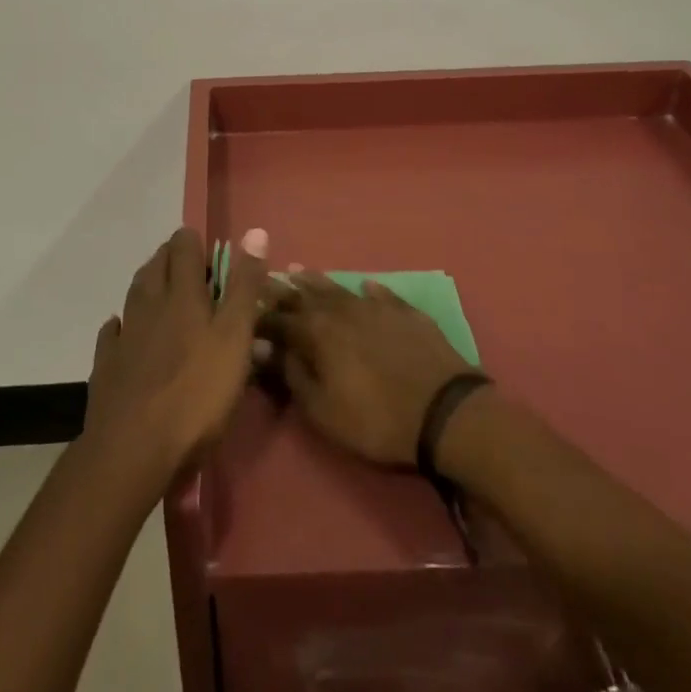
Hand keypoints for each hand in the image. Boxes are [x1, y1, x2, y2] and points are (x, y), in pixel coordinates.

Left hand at [84, 228, 266, 475]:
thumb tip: (255, 232)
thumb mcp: (235, 339)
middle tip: (192, 269)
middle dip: (172, 258)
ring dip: (149, 282)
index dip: (195, 242)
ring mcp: (125, 334)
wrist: (134, 450)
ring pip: (134, 293)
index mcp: (182, 295)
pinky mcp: (107, 365)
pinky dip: (121, 324)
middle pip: (156, 265)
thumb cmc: (197, 394)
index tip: (211, 252)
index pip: (184, 247)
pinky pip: (113, 332)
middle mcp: (149, 304)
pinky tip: (123, 329)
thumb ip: (244, 287)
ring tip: (163, 288)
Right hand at [259, 276, 473, 466]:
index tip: (244, 309)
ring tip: (299, 271)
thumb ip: (292, 375)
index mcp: (317, 333)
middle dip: (283, 290)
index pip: (279, 318)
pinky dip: (369, 289)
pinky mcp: (406, 312)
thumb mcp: (323, 411)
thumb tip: (264, 347)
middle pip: (305, 295)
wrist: (446, 412)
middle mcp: (342, 310)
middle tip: (266, 280)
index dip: (260, 316)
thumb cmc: (377, 420)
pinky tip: (365, 285)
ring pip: (339, 288)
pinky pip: (382, 294)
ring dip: (316, 281)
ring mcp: (376, 307)